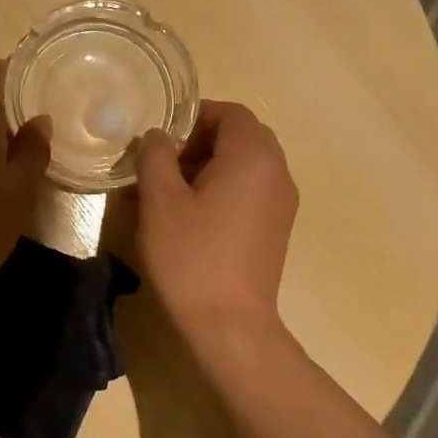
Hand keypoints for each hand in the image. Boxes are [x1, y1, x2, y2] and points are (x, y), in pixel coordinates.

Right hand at [136, 100, 298, 336]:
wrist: (229, 324)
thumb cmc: (191, 256)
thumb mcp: (160, 202)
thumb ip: (156, 157)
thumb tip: (158, 137)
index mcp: (253, 157)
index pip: (230, 112)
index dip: (194, 116)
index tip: (161, 137)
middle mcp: (277, 173)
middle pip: (241, 136)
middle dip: (200, 141)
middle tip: (164, 163)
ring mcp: (282, 203)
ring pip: (246, 164)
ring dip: (210, 165)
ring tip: (171, 190)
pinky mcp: (276, 228)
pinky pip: (251, 190)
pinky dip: (223, 188)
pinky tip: (192, 215)